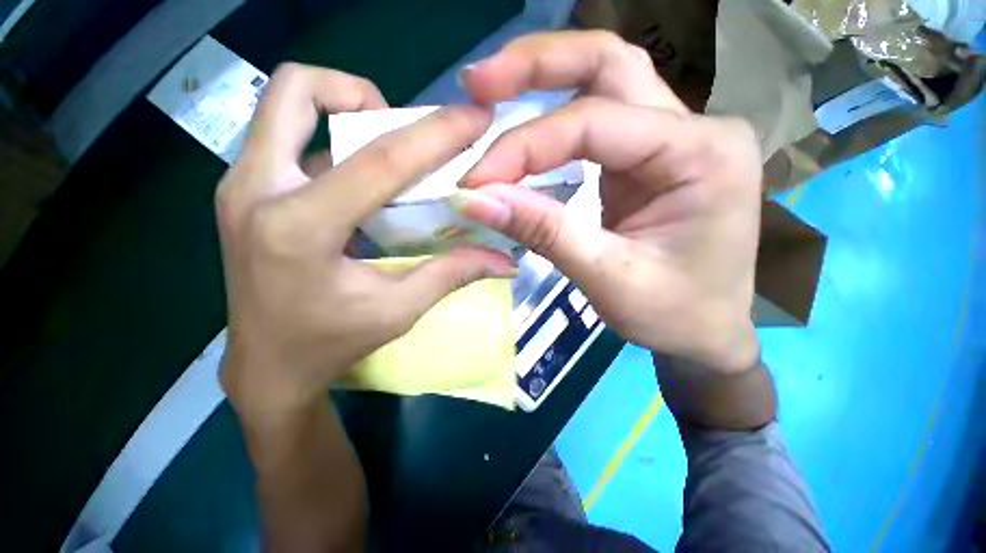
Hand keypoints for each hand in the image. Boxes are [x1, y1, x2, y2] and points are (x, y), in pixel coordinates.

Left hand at [216, 64, 514, 418]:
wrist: (266, 367)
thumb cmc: (330, 343)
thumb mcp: (399, 310)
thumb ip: (452, 273)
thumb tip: (503, 260)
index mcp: (299, 228)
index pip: (380, 160)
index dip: (436, 134)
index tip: (474, 116)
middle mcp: (256, 191)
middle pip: (298, 90)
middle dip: (359, 94)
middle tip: (399, 131)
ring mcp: (240, 186)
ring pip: (285, 108)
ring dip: (344, 116)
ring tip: (386, 157)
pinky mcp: (242, 193)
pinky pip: (286, 140)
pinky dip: (332, 146)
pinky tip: (361, 186)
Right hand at [457, 31, 761, 372]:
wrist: (706, 333)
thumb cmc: (675, 314)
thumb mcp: (608, 278)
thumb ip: (544, 232)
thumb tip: (475, 200)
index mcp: (702, 153)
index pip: (593, 124)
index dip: (524, 148)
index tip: (475, 180)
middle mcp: (693, 129)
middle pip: (608, 64)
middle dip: (536, 65)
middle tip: (478, 81)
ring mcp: (671, 139)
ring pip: (603, 81)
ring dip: (543, 80)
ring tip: (490, 90)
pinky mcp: (647, 160)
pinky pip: (597, 121)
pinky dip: (553, 120)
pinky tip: (525, 129)